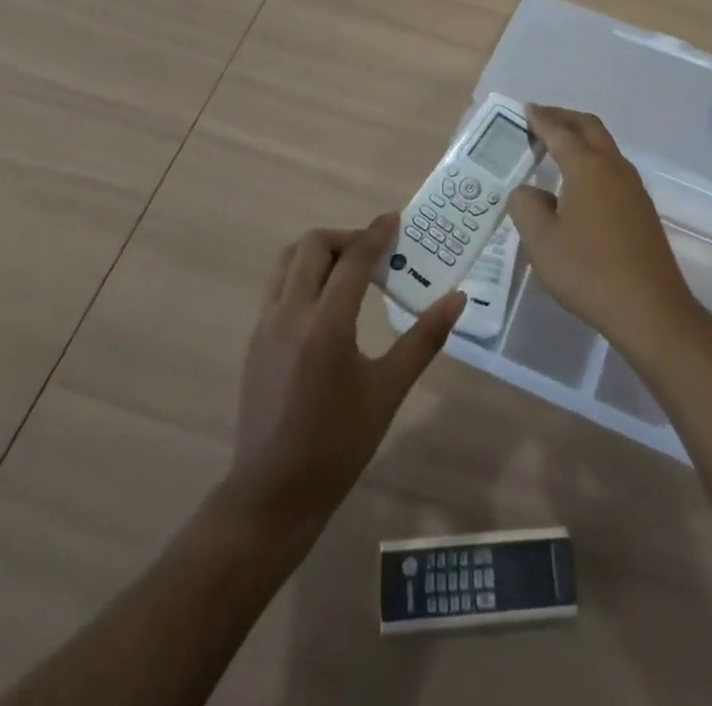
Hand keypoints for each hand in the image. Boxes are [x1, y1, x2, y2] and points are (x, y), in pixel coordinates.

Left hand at [224, 214, 464, 533]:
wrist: (273, 493)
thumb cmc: (338, 445)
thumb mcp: (388, 391)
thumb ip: (424, 340)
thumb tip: (456, 299)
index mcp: (325, 327)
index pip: (351, 260)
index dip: (375, 234)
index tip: (395, 219)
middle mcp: (289, 314)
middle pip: (312, 246)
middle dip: (346, 238)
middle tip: (374, 253)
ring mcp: (265, 324)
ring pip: (288, 261)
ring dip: (319, 252)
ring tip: (350, 271)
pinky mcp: (255, 338)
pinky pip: (278, 285)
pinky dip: (303, 275)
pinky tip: (326, 303)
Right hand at [507, 104, 708, 358]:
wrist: (651, 310)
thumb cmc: (589, 271)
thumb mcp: (541, 241)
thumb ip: (525, 206)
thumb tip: (528, 191)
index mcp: (587, 167)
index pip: (559, 132)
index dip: (540, 119)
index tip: (525, 109)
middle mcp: (613, 167)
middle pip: (589, 127)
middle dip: (563, 118)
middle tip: (540, 119)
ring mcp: (633, 188)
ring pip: (605, 146)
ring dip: (580, 138)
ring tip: (556, 147)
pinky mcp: (642, 209)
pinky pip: (612, 168)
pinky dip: (592, 159)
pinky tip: (579, 183)